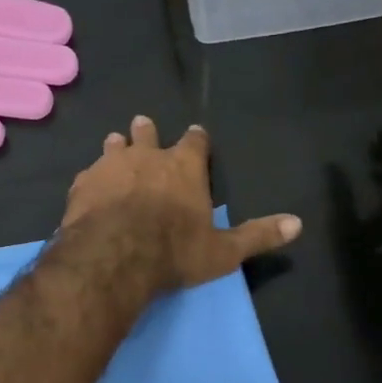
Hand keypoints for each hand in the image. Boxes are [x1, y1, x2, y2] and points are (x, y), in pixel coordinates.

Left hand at [61, 116, 301, 293]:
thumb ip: (258, 235)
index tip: (196, 134)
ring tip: (116, 143)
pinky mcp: (82, 184)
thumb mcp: (224, 251)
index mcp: (185, 167)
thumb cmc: (174, 251)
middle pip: (147, 134)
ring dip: (117, 146)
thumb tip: (299, 224)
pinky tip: (90, 184)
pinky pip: (89, 172)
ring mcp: (111, 167)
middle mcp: (147, 157)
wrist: (113, 257)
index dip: (197, 139)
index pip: (195, 142)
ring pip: (114, 146)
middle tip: (144, 125)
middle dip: (147, 131)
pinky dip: (93, 176)